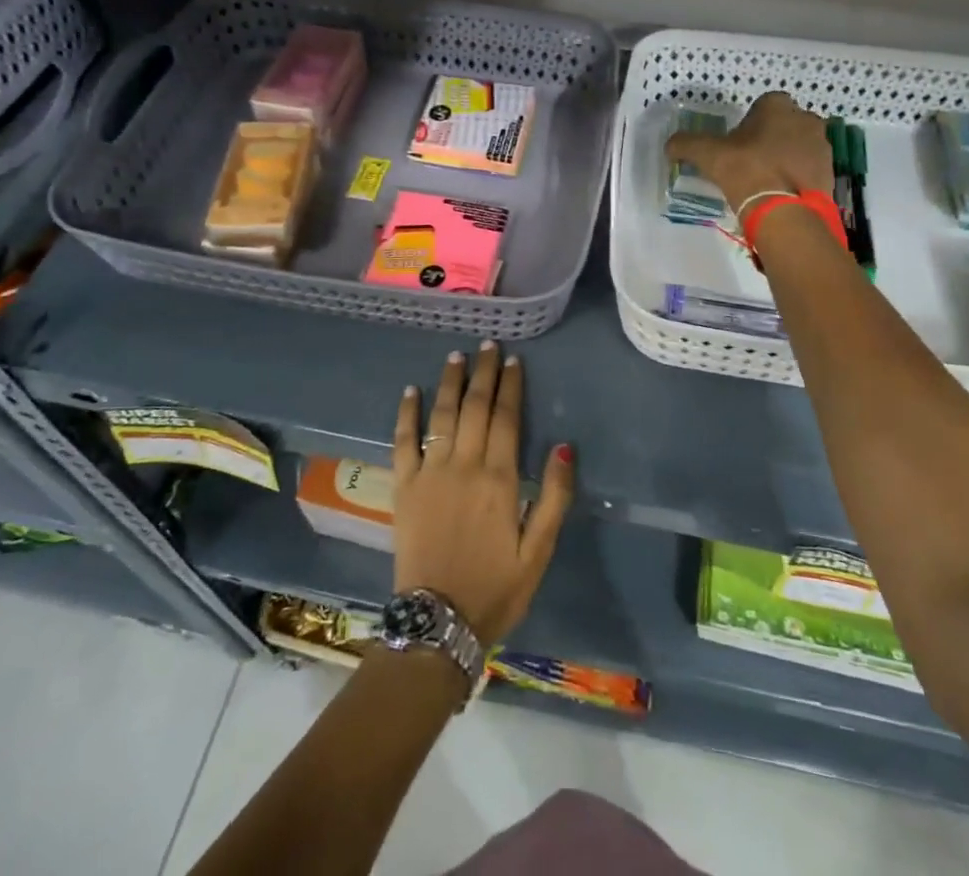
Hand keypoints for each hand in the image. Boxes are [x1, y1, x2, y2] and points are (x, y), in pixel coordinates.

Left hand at [391, 342, 573, 645]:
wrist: (438, 623)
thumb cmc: (495, 588)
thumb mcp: (538, 552)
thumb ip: (554, 498)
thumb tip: (565, 448)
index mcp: (499, 479)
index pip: (507, 419)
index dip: (511, 387)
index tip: (513, 360)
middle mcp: (464, 465)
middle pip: (475, 407)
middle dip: (483, 373)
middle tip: (487, 344)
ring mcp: (430, 472)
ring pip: (442, 415)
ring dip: (449, 382)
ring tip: (455, 356)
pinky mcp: (403, 486)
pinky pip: (403, 441)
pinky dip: (406, 413)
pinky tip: (410, 390)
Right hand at [666, 91, 832, 208]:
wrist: (785, 210)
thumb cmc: (746, 169)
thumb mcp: (707, 154)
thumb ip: (686, 144)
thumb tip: (670, 145)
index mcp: (778, 106)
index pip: (763, 104)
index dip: (750, 121)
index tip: (738, 141)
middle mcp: (806, 119)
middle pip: (784, 124)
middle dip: (771, 137)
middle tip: (751, 160)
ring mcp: (822, 146)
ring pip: (799, 145)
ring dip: (786, 156)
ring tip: (766, 179)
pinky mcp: (830, 172)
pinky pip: (809, 168)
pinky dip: (797, 176)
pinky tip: (781, 192)